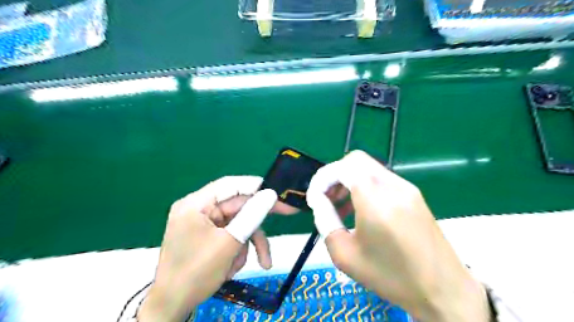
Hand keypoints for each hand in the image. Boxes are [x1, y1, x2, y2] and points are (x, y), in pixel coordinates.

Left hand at [137, 177, 292, 321]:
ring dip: (248, 243)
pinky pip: (231, 235)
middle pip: (238, 206)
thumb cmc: (196, 273)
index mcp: (196, 204)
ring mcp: (204, 223)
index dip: (256, 186)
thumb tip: (271, 194)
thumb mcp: (229, 243)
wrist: (172, 306)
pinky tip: (234, 268)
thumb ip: (251, 216)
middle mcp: (199, 209)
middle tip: (288, 213)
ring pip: (238, 223)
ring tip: (260, 262)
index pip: (231, 184)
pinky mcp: (208, 236)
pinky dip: (238, 249)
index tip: (278, 191)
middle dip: (257, 223)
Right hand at [307, 151, 490, 321]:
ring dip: (349, 180)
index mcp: (375, 199)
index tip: (315, 198)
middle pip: (355, 160)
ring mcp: (406, 187)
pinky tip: (362, 210)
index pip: (342, 168)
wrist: (443, 290)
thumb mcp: (345, 255)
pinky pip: (381, 178)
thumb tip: (319, 202)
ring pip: (368, 168)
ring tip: (341, 207)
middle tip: (327, 199)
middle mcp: (392, 185)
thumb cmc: (391, 276)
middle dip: (335, 175)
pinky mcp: (414, 194)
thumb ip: (325, 221)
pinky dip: (364, 186)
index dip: (323, 178)